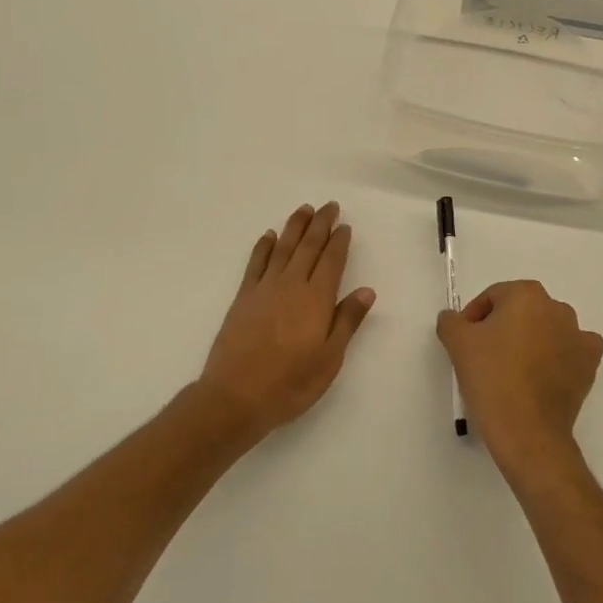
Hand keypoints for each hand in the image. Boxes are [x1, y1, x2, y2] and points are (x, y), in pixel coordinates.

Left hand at [197, 202, 376, 435]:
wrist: (235, 396)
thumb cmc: (290, 383)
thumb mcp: (329, 359)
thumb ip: (347, 321)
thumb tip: (366, 290)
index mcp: (316, 299)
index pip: (331, 261)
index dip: (339, 242)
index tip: (345, 226)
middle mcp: (291, 285)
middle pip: (309, 246)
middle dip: (320, 224)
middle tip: (329, 206)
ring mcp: (264, 288)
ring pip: (283, 248)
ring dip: (295, 226)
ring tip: (304, 209)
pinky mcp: (244, 297)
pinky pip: (256, 263)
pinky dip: (264, 246)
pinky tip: (269, 236)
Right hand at [438, 280, 602, 477]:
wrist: (528, 432)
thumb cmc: (491, 378)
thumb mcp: (457, 343)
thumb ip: (451, 321)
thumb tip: (456, 319)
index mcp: (526, 295)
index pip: (492, 298)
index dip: (474, 318)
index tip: (465, 343)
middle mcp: (557, 308)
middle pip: (520, 311)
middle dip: (502, 328)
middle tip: (485, 356)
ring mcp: (578, 336)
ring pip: (546, 329)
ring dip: (531, 341)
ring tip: (512, 370)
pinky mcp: (590, 364)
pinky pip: (571, 350)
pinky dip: (559, 356)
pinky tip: (544, 373)